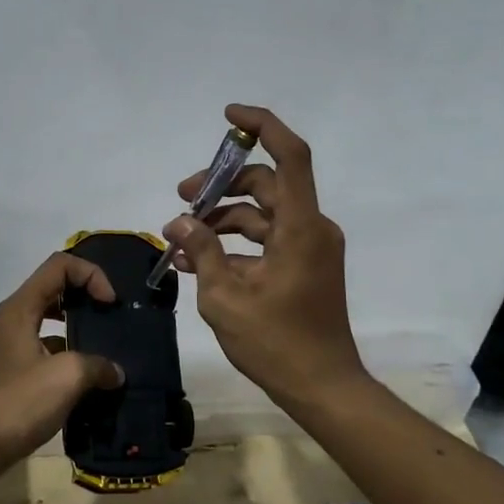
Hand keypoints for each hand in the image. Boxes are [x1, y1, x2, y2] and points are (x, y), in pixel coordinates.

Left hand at [0, 253, 123, 470]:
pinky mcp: (7, 371)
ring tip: (103, 347)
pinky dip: (64, 354)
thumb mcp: (66, 377)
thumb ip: (97, 366)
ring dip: (76, 326)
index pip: (59, 266)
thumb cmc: (17, 402)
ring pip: (46, 320)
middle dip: (84, 296)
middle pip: (52, 288)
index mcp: (19, 308)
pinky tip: (84, 379)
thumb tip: (115, 372)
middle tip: (110, 317)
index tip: (110, 303)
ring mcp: (5, 346)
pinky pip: (41, 348)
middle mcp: (9, 319)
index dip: (90, 275)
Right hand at [163, 104, 367, 406]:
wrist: (322, 387)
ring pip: (261, 213)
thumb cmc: (275, 342)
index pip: (290, 156)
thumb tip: (181, 221)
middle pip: (264, 185)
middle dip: (219, 187)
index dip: (263, 126)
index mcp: (301, 227)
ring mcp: (310, 247)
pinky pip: (267, 238)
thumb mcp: (225, 296)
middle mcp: (311, 227)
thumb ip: (203, 250)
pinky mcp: (304, 264)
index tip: (229, 116)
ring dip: (222, 219)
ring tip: (182, 239)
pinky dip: (236, 242)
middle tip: (181, 199)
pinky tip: (201, 259)